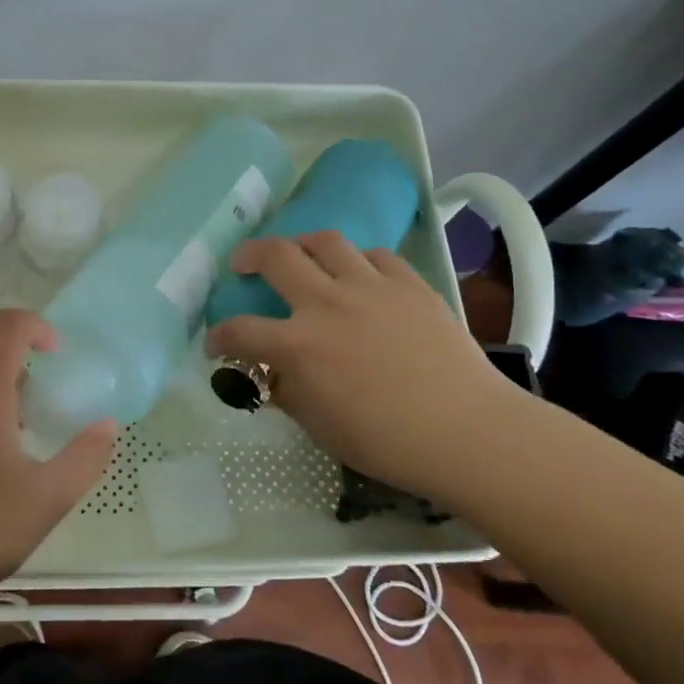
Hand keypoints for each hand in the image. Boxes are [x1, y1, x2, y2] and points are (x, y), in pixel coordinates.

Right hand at [204, 232, 521, 497]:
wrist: (468, 431)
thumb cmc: (388, 441)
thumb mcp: (321, 427)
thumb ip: (288, 393)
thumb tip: (273, 374)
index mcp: (299, 345)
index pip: (240, 331)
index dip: (219, 337)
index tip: (215, 344)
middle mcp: (328, 303)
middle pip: (275, 257)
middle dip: (249, 256)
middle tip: (243, 264)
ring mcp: (371, 287)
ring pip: (325, 241)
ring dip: (302, 243)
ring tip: (299, 253)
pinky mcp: (410, 284)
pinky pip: (376, 256)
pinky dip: (358, 261)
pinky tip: (360, 274)